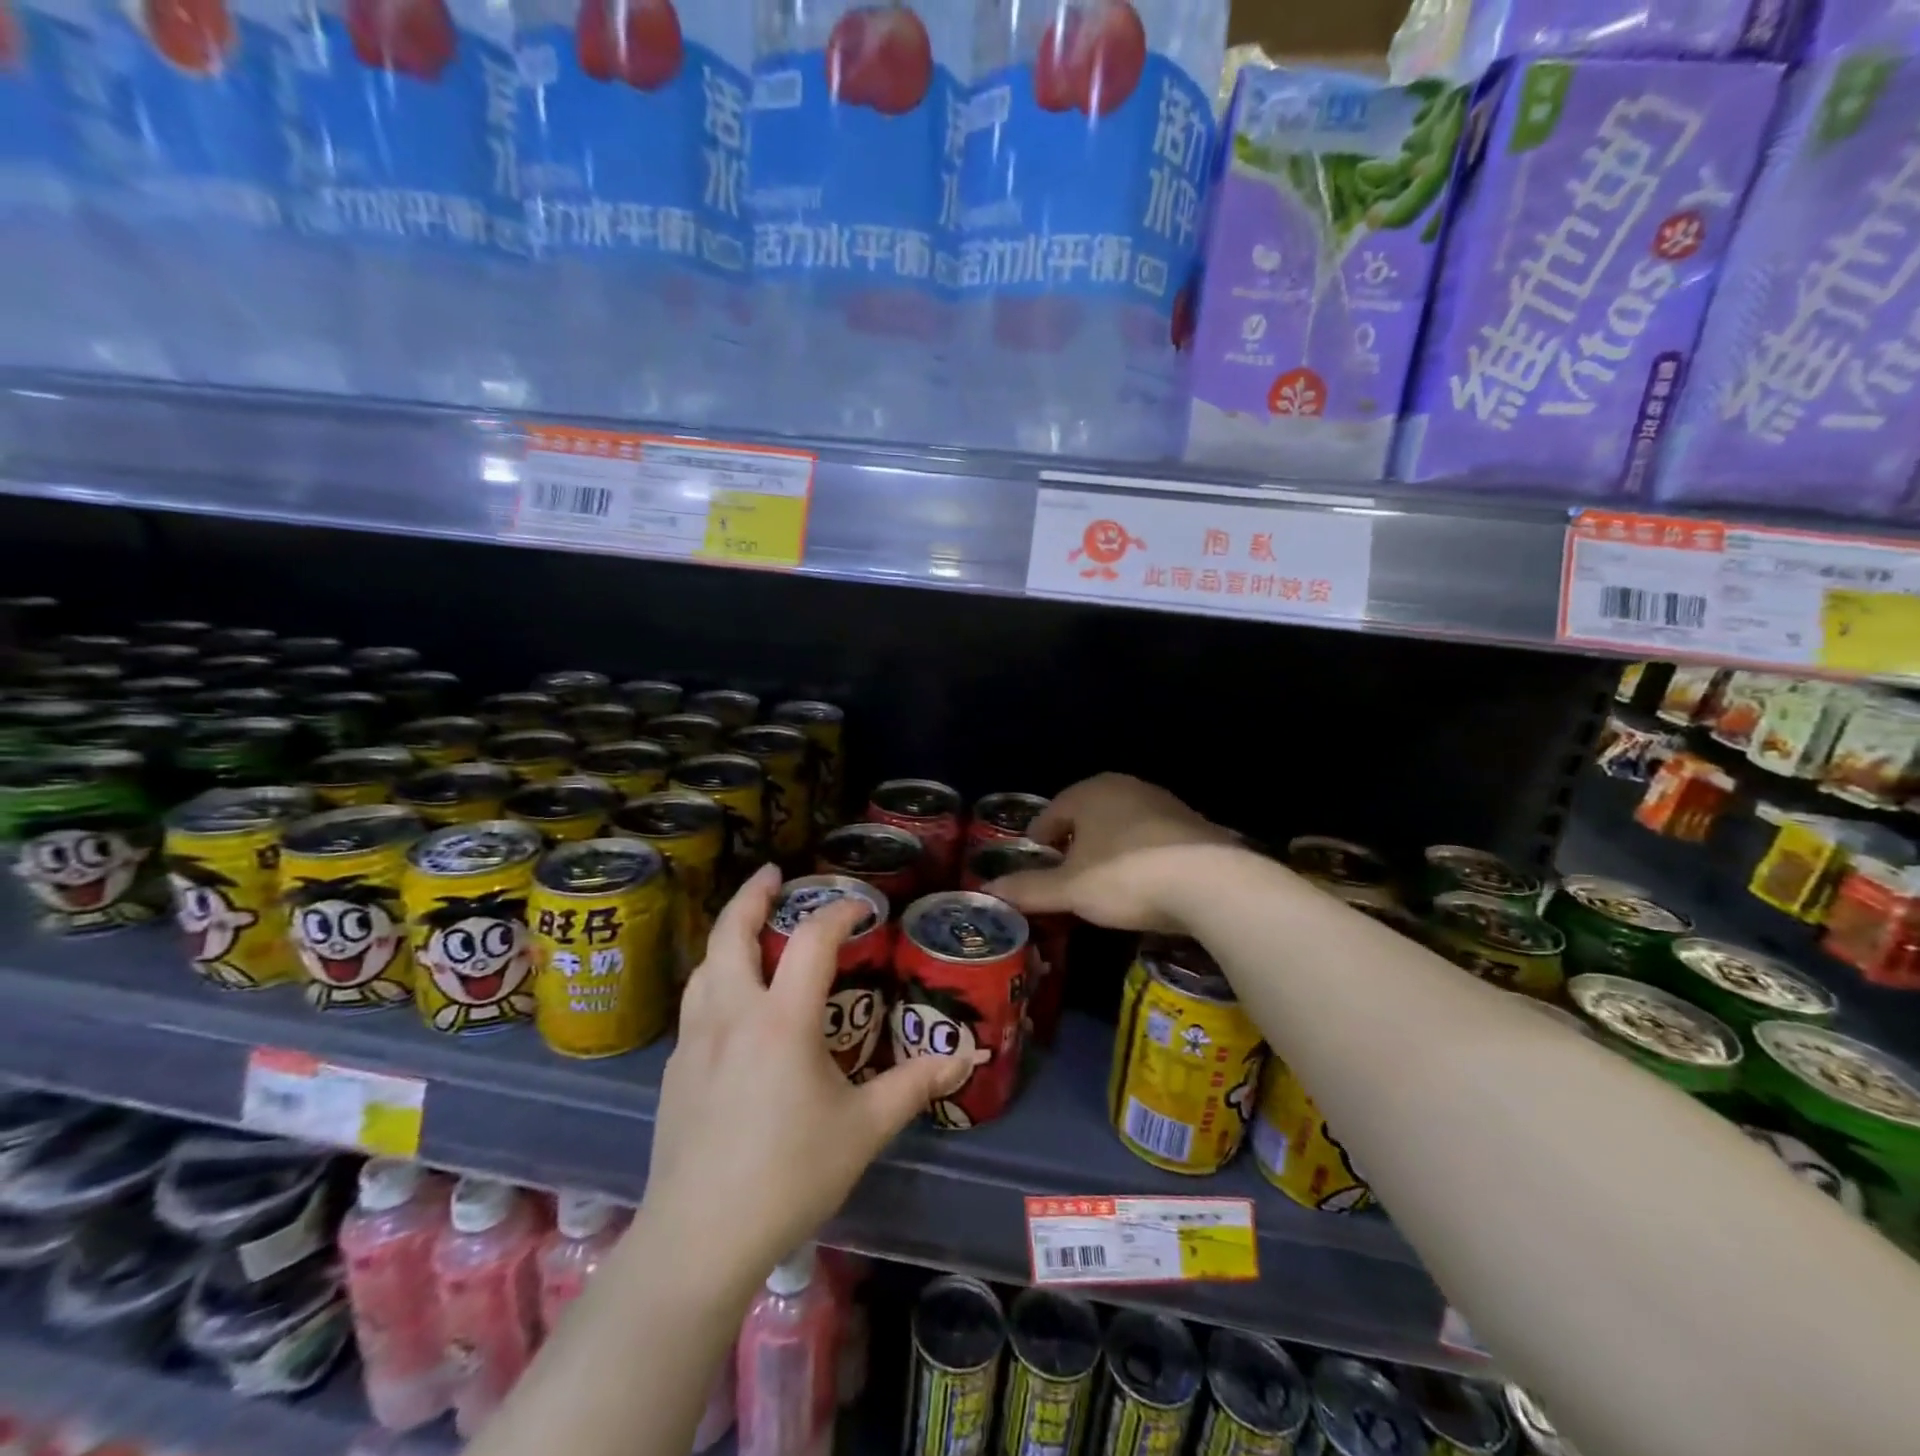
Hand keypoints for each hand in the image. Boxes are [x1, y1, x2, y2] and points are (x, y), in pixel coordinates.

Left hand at [641, 864, 969, 1293]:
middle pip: (732, 933)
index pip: (813, 939)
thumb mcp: (863, 1130)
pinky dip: (715, 978)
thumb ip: (913, 1086)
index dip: (840, 912)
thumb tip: (964, 1056)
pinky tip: (731, 1003)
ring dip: (728, 935)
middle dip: (753, 896)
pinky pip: (695, 1003)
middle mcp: (733, 1014)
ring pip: (705, 965)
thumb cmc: (789, 1176)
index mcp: (782, 1020)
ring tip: (749, 928)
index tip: (862, 907)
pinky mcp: (675, 1069)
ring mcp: (694, 1040)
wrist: (700, 1238)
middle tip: (773, 874)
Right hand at [985, 773, 1236, 933]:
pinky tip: (1144, 882)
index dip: (1039, 837)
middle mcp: (1127, 787)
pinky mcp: (1194, 826)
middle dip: (1074, 840)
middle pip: (1088, 814)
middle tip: (1065, 872)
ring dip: (1109, 847)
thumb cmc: (1125, 876)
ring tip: (1103, 880)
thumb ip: (1029, 888)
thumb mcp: (1070, 889)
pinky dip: (1141, 855)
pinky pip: (1153, 838)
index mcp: (1091, 792)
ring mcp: (1164, 803)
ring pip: (1122, 824)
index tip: (1035, 860)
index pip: (1053, 811)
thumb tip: (989, 890)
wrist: (1211, 883)